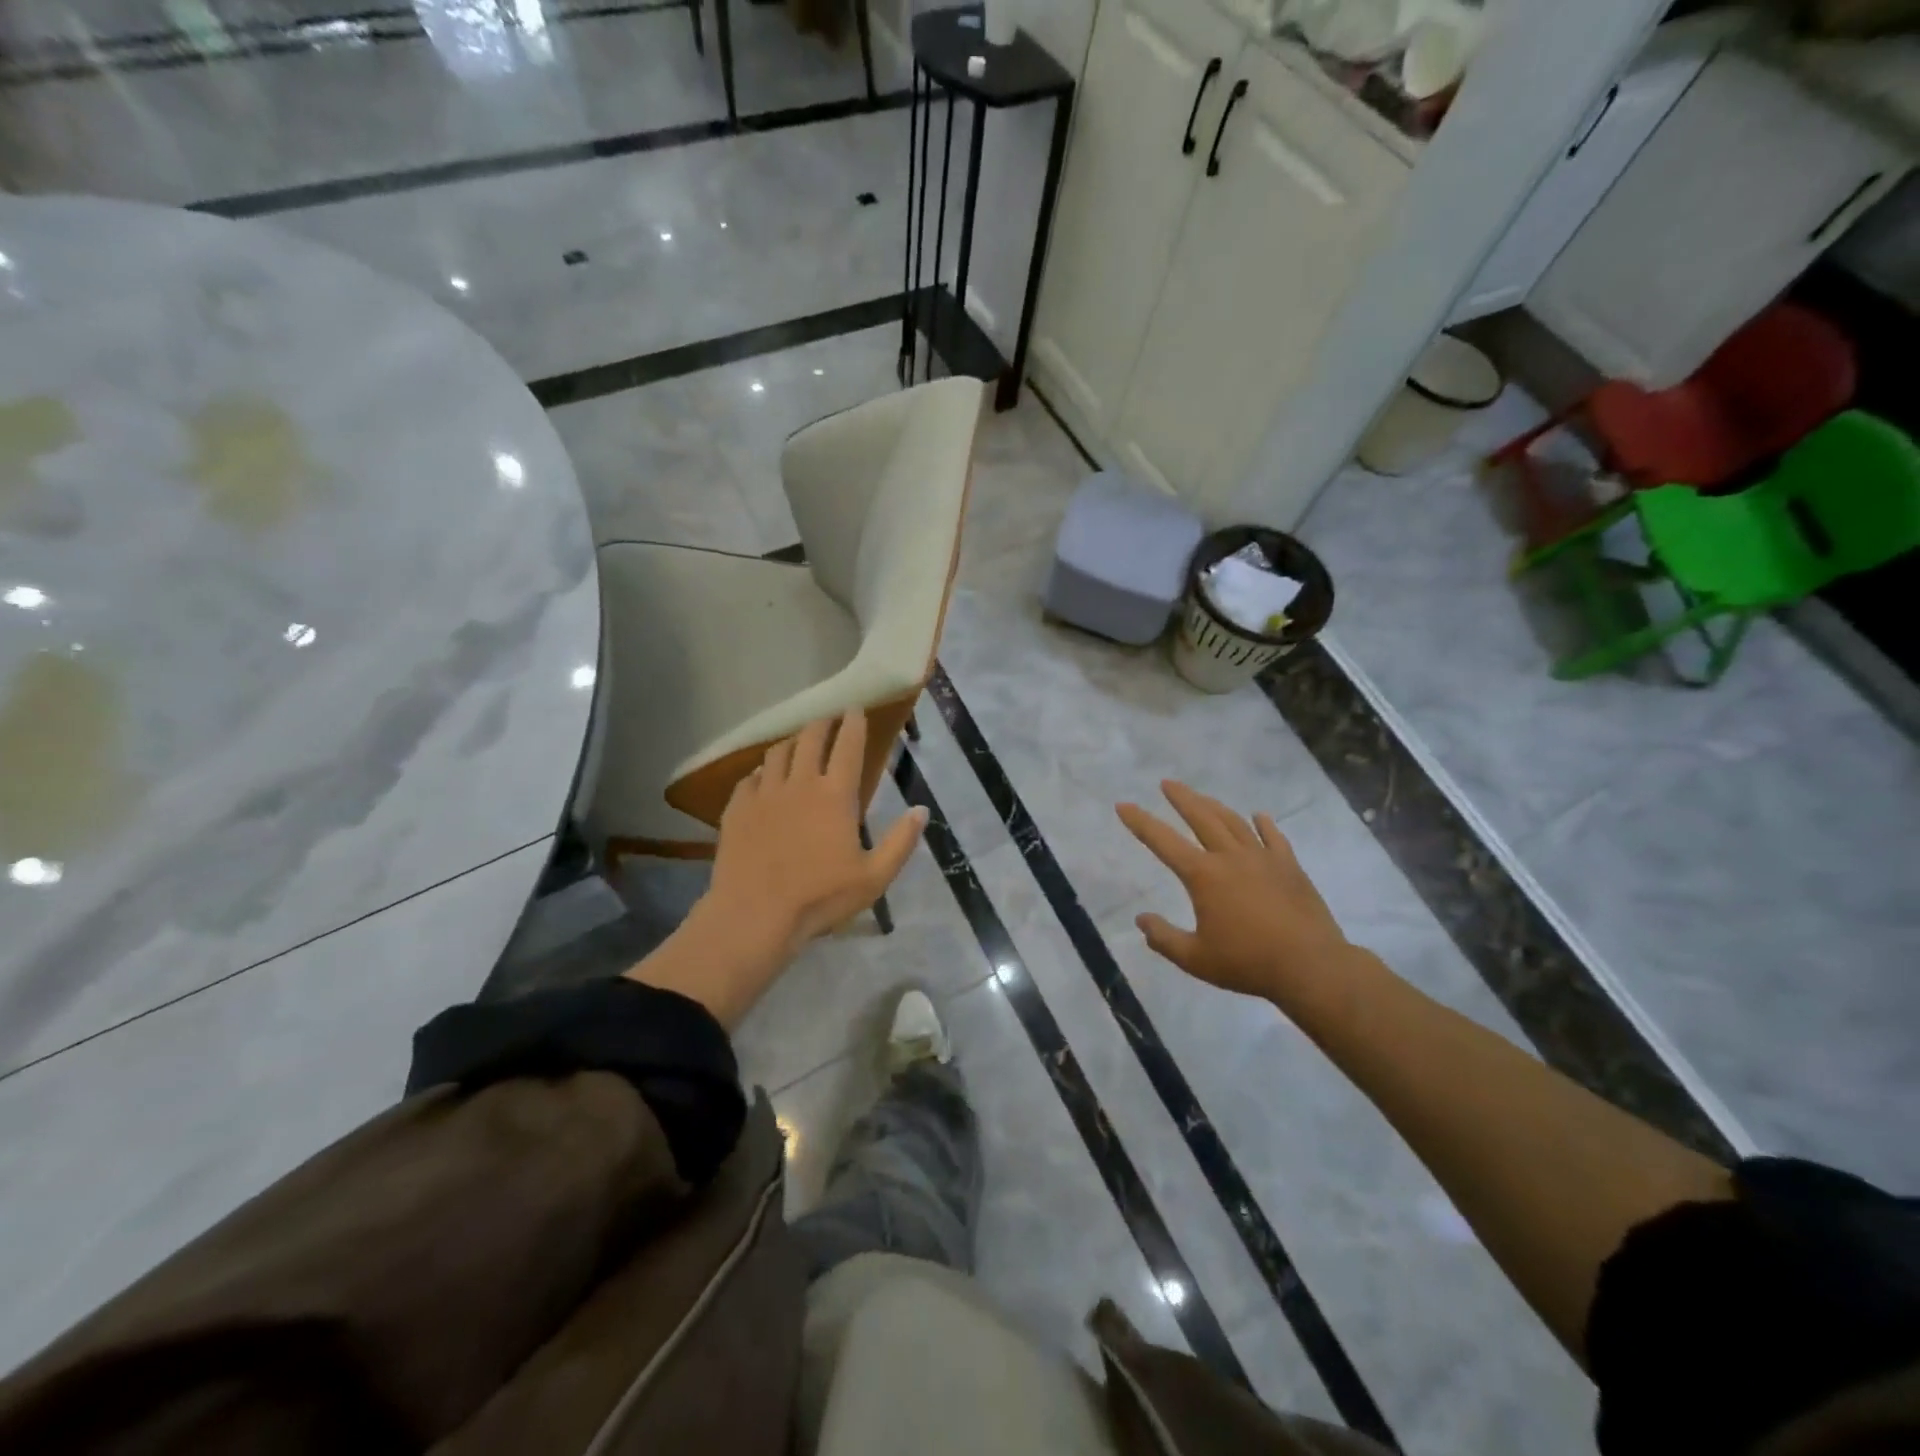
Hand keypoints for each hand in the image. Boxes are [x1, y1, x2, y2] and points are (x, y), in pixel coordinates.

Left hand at [709, 710, 924, 956]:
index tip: (855, 709)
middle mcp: (799, 783)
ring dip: (791, 742)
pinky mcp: (737, 808)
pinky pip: (749, 777)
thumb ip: (901, 842)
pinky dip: (761, 771)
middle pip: (810, 739)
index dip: (853, 723)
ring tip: (797, 743)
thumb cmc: (821, 897)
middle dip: (822, 723)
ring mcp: (764, 793)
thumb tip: (921, 811)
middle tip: (828, 720)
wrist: (755, 915)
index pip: (848, 746)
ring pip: (777, 753)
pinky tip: (763, 778)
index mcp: (835, 795)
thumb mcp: (875, 877)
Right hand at [1116, 781, 1360, 1008]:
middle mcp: (1230, 857)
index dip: (1140, 822)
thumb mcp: (1195, 959)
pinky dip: (1263, 824)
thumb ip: (1163, 938)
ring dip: (1214, 806)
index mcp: (1203, 876)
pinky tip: (1259, 816)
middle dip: (1181, 798)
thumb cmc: (1247, 963)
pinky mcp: (1290, 867)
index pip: (1163, 841)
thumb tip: (1141, 919)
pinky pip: (1274, 838)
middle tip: (1166, 783)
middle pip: (1201, 817)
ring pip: (1234, 822)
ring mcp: (1263, 858)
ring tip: (1202, 796)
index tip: (1124, 805)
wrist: (1310, 966)